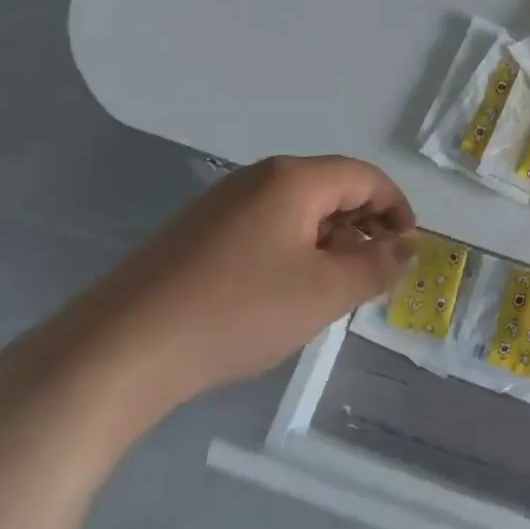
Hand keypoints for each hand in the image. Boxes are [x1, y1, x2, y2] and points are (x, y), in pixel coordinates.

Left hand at [61, 156, 414, 426]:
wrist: (119, 351)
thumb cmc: (237, 311)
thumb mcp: (323, 294)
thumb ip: (375, 267)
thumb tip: (408, 248)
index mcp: (294, 179)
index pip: (364, 177)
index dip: (396, 207)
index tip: (410, 246)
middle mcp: (258, 179)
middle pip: (330, 189)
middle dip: (363, 226)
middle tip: (376, 273)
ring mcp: (222, 204)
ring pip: (296, 211)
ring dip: (328, 242)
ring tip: (334, 289)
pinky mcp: (196, 234)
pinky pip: (264, 229)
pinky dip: (292, 252)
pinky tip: (284, 295)